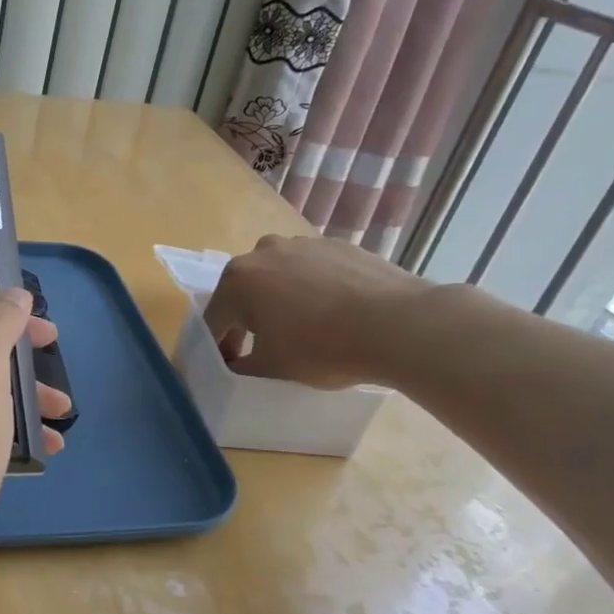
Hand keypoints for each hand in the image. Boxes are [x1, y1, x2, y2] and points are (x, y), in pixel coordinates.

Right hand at [203, 233, 432, 389]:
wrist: (399, 324)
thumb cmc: (322, 348)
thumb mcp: (270, 369)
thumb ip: (240, 368)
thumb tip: (234, 365)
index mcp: (237, 280)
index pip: (214, 320)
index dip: (218, 349)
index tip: (231, 370)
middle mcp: (263, 252)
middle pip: (244, 293)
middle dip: (247, 321)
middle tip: (262, 351)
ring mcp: (303, 243)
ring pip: (278, 278)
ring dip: (279, 301)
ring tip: (303, 330)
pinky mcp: (337, 245)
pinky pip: (311, 271)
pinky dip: (312, 290)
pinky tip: (333, 315)